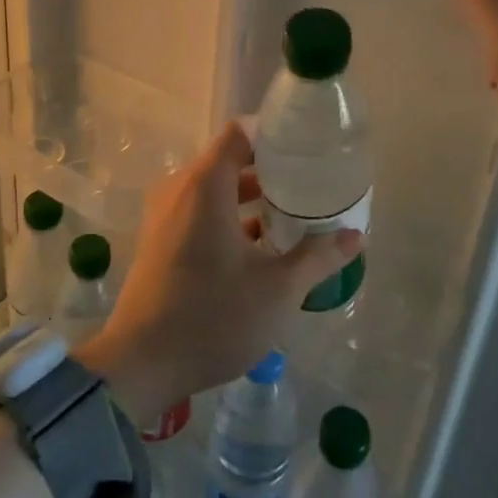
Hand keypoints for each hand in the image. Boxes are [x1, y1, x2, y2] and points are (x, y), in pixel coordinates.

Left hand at [76, 123, 361, 419]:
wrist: (141, 363)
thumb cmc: (213, 315)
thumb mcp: (278, 288)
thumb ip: (318, 257)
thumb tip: (356, 235)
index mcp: (205, 184)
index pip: (240, 134)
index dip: (274, 135)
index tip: (307, 148)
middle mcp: (180, 189)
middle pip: (229, 161)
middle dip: (270, 170)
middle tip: (310, 183)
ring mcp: (165, 215)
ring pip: (214, 190)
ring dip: (250, 198)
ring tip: (293, 214)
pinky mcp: (160, 240)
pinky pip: (199, 212)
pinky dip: (228, 217)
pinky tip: (260, 246)